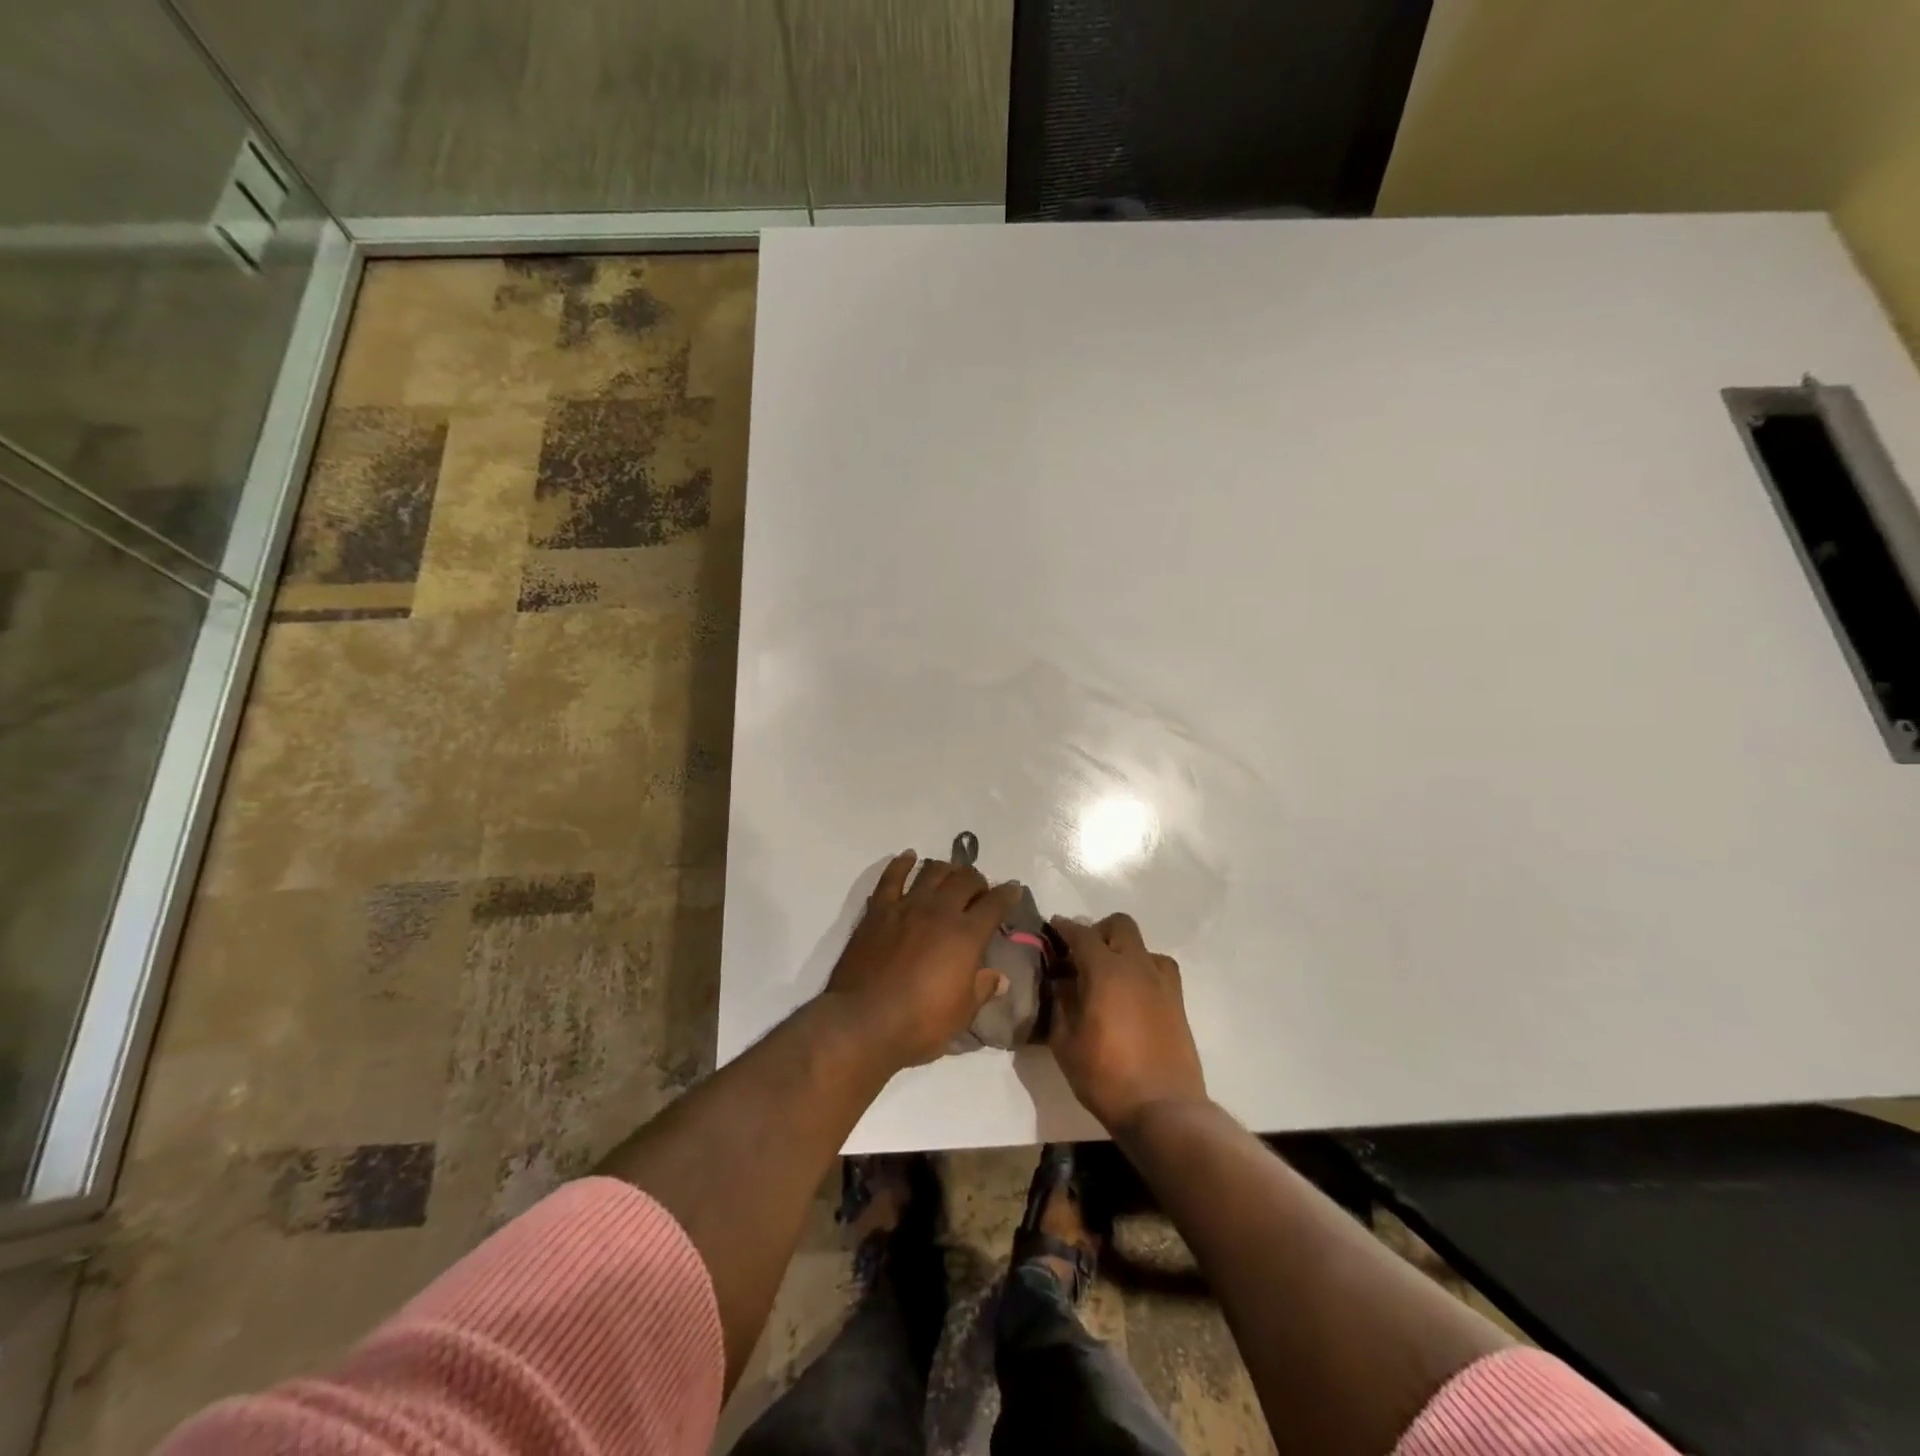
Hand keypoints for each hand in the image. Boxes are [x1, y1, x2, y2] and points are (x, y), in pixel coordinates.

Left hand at [824, 851, 1022, 1069]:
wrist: (863, 1021)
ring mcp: (907, 906)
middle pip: (965, 880)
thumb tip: (1000, 978)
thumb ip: (982, 989)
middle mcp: (940, 911)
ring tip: (951, 873)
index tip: (1014, 890)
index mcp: (966, 935)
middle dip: (978, 880)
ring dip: (946, 868)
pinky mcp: (878, 910)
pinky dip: (902, 863)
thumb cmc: (919, 1023)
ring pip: (932, 871)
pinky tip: (908, 857)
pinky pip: (891, 877)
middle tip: (980, 889)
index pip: (995, 904)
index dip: (1008, 894)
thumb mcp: (961, 1014)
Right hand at [1049, 913, 1206, 1131]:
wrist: (1163, 1109)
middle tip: (1082, 955)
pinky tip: (1133, 995)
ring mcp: (1162, 983)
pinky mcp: (1178, 1002)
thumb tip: (1062, 983)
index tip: (1053, 928)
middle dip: (1098, 931)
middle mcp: (1137, 966)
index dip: (1064, 928)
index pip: (1081, 934)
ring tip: (1110, 977)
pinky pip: (1160, 970)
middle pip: (1120, 925)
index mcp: (1105, 971)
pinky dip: (1144, 971)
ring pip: (1144, 946)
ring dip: (1124, 951)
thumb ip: (1061, 1004)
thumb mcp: (1065, 1043)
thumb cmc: (1106, 1077)